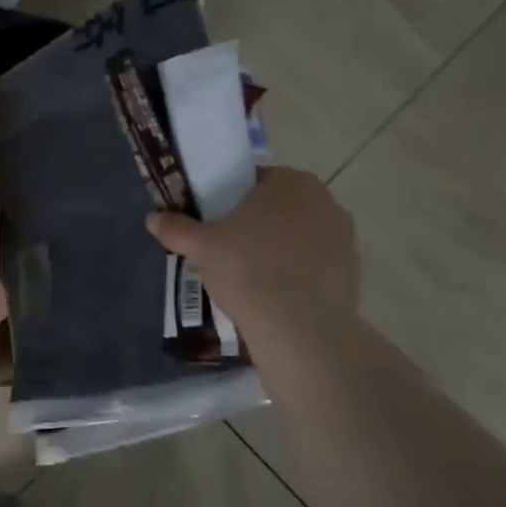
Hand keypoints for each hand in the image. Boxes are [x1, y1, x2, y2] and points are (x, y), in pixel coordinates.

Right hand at [146, 167, 359, 372]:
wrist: (298, 326)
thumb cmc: (247, 269)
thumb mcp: (201, 247)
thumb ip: (176, 228)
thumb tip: (152, 218)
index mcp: (290, 181)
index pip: (256, 180)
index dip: (233, 200)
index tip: (218, 224)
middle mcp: (324, 199)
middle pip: (282, 207)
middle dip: (260, 224)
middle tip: (231, 250)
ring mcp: (344, 236)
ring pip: (301, 235)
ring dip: (282, 248)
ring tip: (254, 277)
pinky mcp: (353, 270)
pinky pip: (317, 264)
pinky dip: (300, 274)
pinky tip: (278, 296)